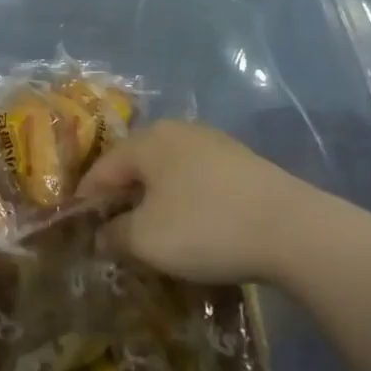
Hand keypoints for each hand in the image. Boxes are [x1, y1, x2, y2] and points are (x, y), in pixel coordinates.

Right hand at [77, 121, 317, 283]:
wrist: (293, 230)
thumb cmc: (205, 228)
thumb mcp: (146, 239)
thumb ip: (114, 235)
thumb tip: (101, 235)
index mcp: (149, 141)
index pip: (102, 168)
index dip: (85, 199)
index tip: (76, 228)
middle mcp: (178, 131)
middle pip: (136, 166)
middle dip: (121, 198)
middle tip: (112, 231)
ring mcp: (214, 144)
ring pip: (168, 172)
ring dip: (154, 200)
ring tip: (150, 232)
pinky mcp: (242, 163)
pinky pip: (197, 180)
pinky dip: (184, 201)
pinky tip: (191, 225)